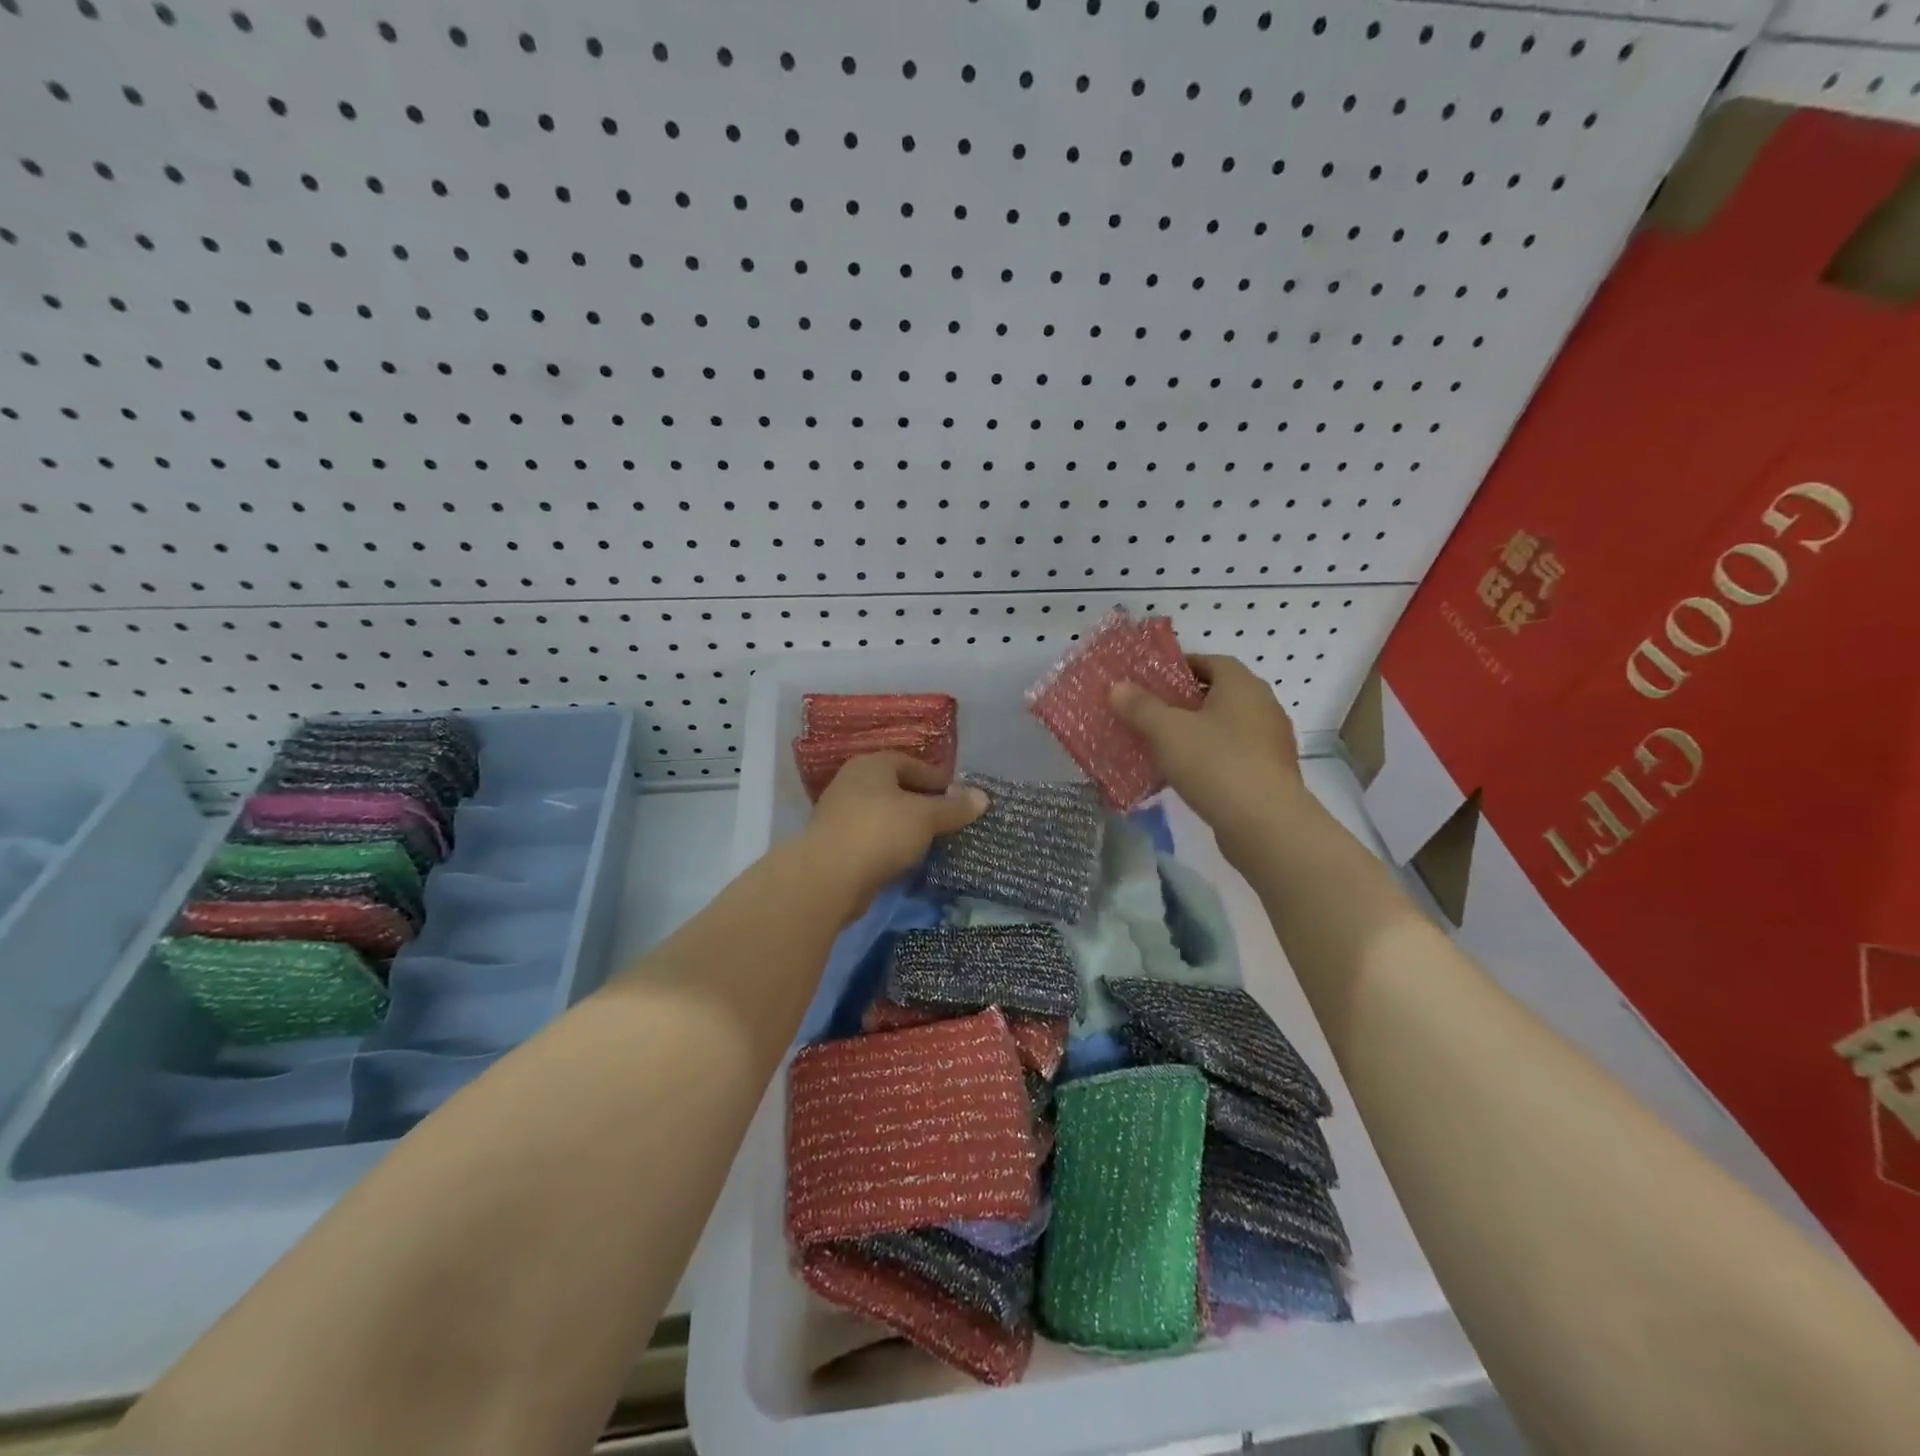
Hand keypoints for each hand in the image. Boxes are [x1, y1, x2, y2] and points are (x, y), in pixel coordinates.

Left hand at [802, 752, 987, 908]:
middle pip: (894, 788)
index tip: (957, 797)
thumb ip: (954, 807)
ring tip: (930, 841)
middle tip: (947, 820)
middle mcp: (851, 783)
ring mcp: (839, 814)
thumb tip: (983, 796)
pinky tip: (905, 860)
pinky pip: (871, 839)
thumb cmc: (881, 831)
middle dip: (921, 803)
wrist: (829, 876)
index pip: (909, 763)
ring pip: (882, 815)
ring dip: (905, 826)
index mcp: (871, 765)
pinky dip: (889, 845)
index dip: (935, 778)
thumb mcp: (926, 816)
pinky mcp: (835, 845)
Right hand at [1111, 655, 1306, 852]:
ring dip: (1197, 733)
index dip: (1180, 667)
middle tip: (1150, 713)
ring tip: (1162, 746)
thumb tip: (1117, 687)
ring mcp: (1271, 742)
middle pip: (1218, 695)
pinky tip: (1186, 775)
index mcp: (1242, 685)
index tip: (1151, 681)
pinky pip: (1233, 756)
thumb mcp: (1167, 732)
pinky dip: (1210, 759)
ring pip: (1225, 728)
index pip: (1211, 661)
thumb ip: (1140, 707)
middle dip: (1184, 702)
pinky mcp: (1270, 774)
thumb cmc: (1216, 764)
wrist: (1265, 824)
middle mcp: (1263, 706)